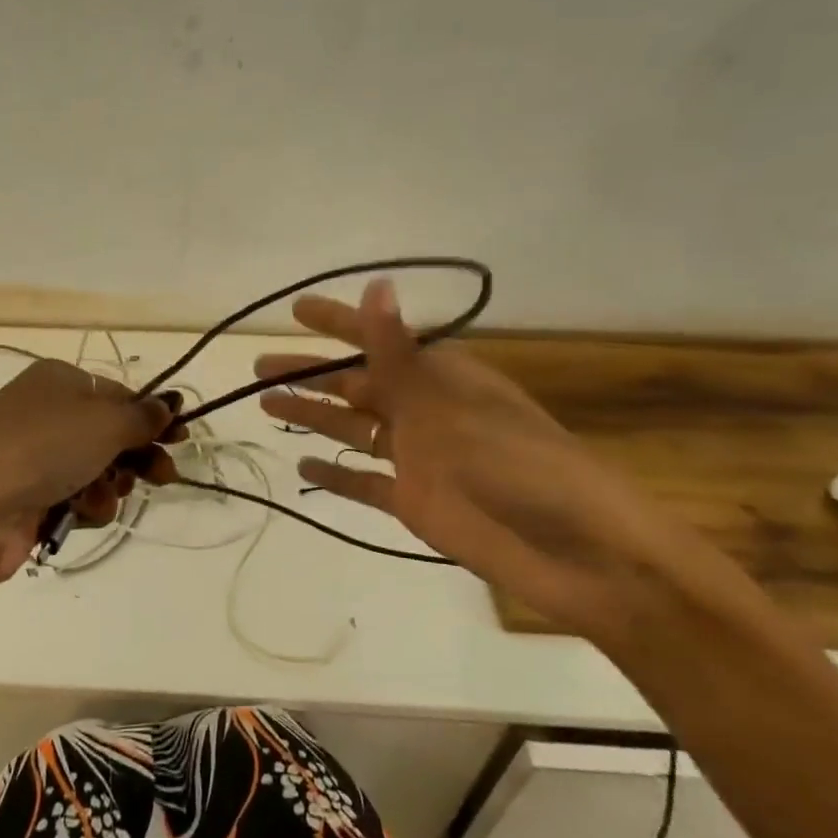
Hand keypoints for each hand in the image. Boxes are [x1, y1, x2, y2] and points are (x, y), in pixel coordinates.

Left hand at [0, 359, 178, 593]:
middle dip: (138, 457)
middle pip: (108, 435)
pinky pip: (73, 500)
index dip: (152, 417)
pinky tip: (81, 513)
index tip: (181, 439)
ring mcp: (31, 458)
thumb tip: (170, 402)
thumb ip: (143, 415)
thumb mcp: (104, 422)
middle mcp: (43, 414)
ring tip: (103, 496)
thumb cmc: (42, 448)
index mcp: (58, 381)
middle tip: (164, 476)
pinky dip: (84, 507)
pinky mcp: (25, 500)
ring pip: (94, 471)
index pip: (118, 395)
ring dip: (110, 486)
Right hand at [256, 280, 749, 649]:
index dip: (336, 324)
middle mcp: (424, 411)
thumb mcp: (449, 404)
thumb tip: (374, 286)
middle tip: (260, 369)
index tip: (296, 311)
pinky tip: (303, 465)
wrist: (577, 552)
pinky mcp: (415, 502)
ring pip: (353, 430)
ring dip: (313, 417)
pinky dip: (336, 474)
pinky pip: (365, 483)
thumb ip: (400, 354)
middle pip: (355, 385)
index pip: (377, 339)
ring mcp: (418, 458)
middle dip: (310, 374)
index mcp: (440, 377)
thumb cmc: (515, 464)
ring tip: (265, 407)